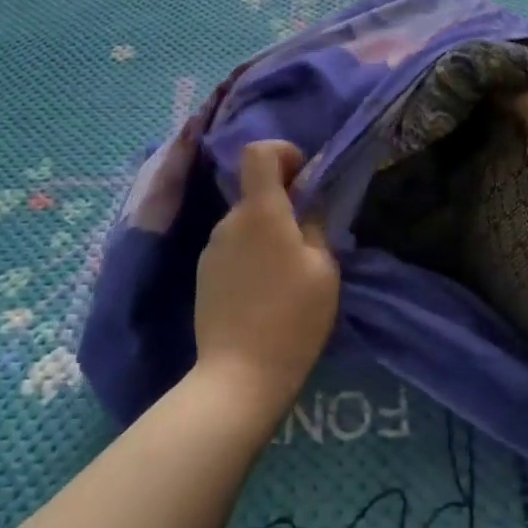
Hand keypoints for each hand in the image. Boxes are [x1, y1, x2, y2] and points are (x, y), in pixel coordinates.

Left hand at [194, 140, 340, 421]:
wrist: (240, 374)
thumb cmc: (292, 317)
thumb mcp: (323, 269)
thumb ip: (316, 226)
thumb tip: (308, 205)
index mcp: (260, 212)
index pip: (259, 152)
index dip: (284, 153)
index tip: (305, 179)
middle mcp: (229, 221)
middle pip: (256, 192)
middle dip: (284, 204)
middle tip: (310, 241)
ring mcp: (211, 249)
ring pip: (246, 223)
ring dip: (269, 233)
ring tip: (289, 275)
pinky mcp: (203, 275)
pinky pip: (233, 249)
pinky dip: (252, 255)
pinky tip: (265, 294)